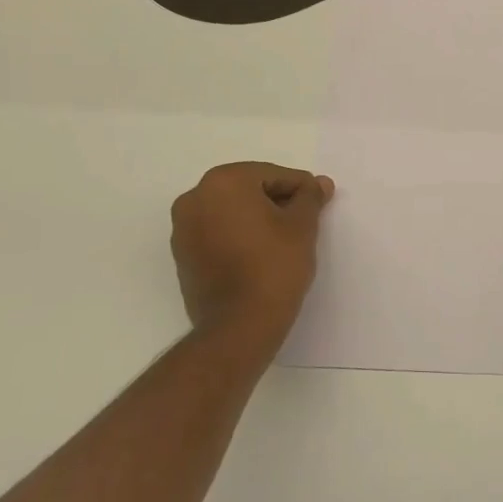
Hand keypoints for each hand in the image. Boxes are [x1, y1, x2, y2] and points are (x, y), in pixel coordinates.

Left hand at [170, 162, 333, 354]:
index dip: (300, 188)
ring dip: (257, 218)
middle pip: (248, 189)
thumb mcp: (302, 226)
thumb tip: (319, 183)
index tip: (319, 202)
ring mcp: (183, 229)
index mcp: (222, 182)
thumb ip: (310, 198)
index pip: (271, 175)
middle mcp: (195, 198)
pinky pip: (217, 233)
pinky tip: (261, 253)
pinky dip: (239, 236)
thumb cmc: (274, 266)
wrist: (239, 326)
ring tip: (284, 239)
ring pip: (230, 211)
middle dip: (277, 201)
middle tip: (304, 220)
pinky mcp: (182, 256)